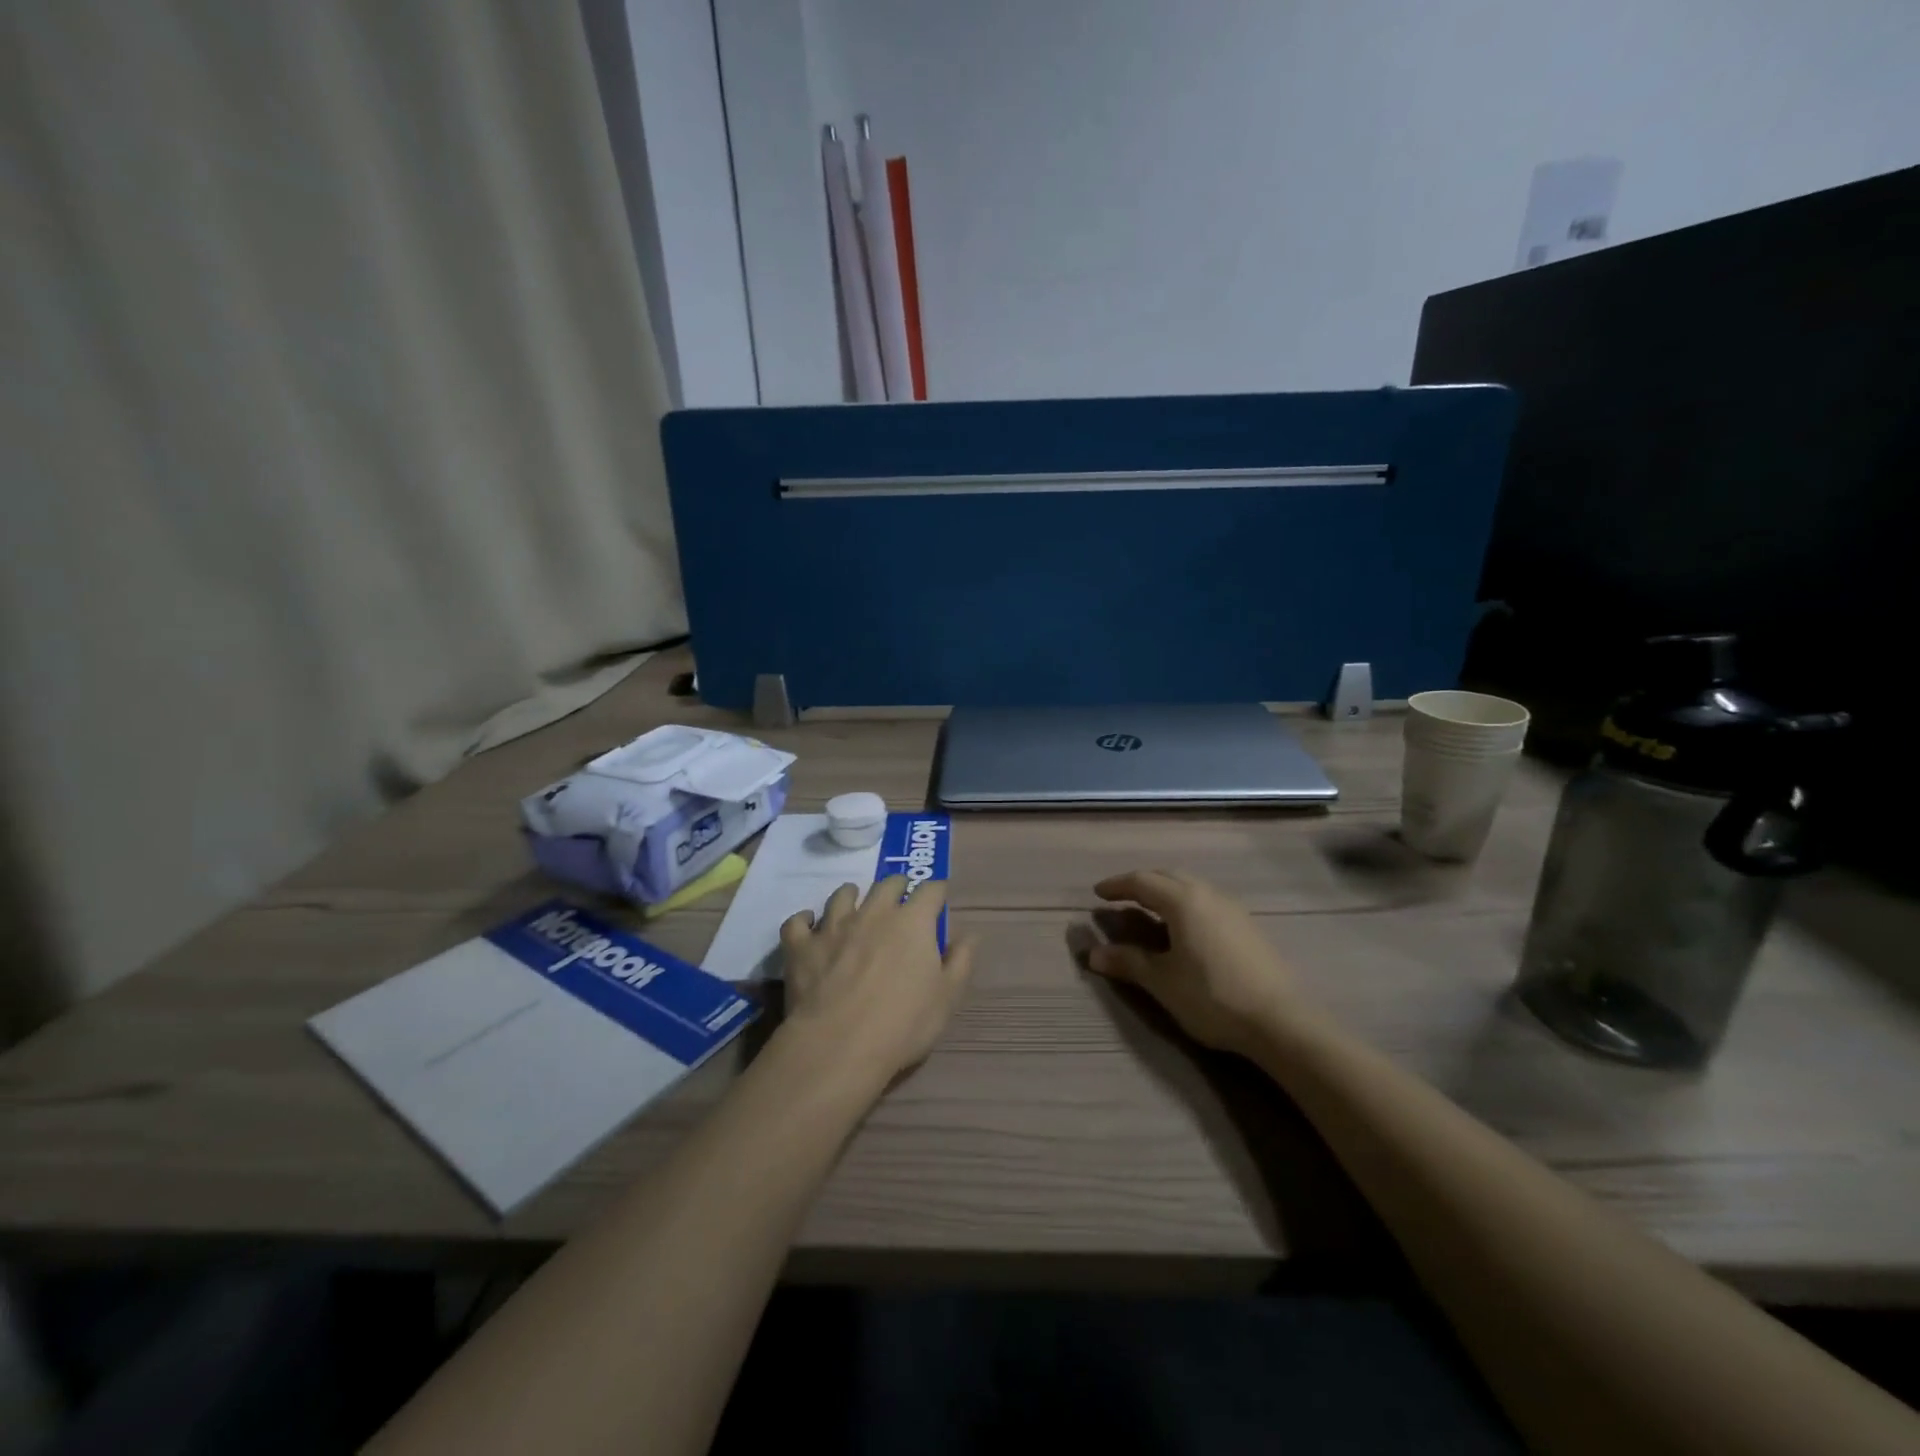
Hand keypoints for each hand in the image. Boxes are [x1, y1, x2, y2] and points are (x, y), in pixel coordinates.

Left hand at [779, 876, 975, 1088]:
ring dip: (851, 895)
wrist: (840, 1045)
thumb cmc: (903, 1024)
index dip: (936, 892)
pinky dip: (804, 920)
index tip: (938, 900)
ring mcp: (833, 926)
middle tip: (900, 899)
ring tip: (854, 903)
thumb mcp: (947, 997)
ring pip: (842, 895)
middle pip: (887, 884)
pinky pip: (797, 922)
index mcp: (913, 922)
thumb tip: (969, 935)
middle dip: (897, 886)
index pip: (930, 890)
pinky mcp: (801, 946)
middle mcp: (874, 912)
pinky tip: (808, 925)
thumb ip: (960, 961)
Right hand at [1086, 870, 1301, 1056]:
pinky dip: (1186, 904)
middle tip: (1121, 897)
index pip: (1142, 881)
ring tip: (1150, 910)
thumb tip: (1093, 954)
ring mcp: (1233, 909)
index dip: (1117, 886)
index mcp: (1183, 901)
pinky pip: (1207, 901)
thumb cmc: (1213, 997)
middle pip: (1168, 877)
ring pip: (1191, 887)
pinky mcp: (1248, 927)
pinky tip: (1185, 928)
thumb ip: (1128, 963)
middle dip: (1141, 883)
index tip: (1098, 893)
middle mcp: (1208, 895)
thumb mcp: (1163, 982)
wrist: (1281, 1022)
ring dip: (1166, 892)